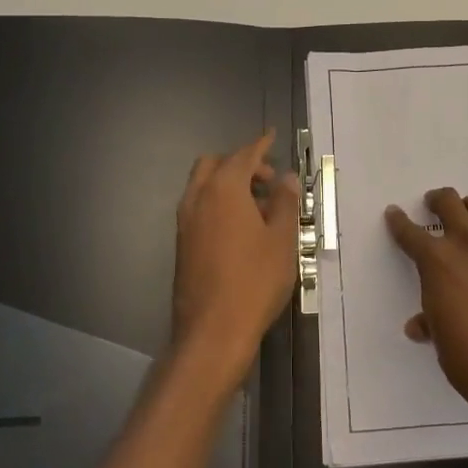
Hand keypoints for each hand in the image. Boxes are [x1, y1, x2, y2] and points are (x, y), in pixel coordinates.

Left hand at [170, 131, 300, 394]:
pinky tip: (240, 228)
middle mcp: (198, 198)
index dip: (260, 145)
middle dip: (241, 164)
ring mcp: (185, 222)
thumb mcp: (282, 240)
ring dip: (228, 184)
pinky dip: (217, 203)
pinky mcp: (181, 244)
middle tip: (268, 181)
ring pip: (203, 186)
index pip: (243, 155)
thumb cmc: (255, 281)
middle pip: (215, 165)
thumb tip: (286, 178)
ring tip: (258, 207)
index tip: (272, 136)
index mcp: (224, 189)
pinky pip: (199, 207)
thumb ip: (285, 203)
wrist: (213, 331)